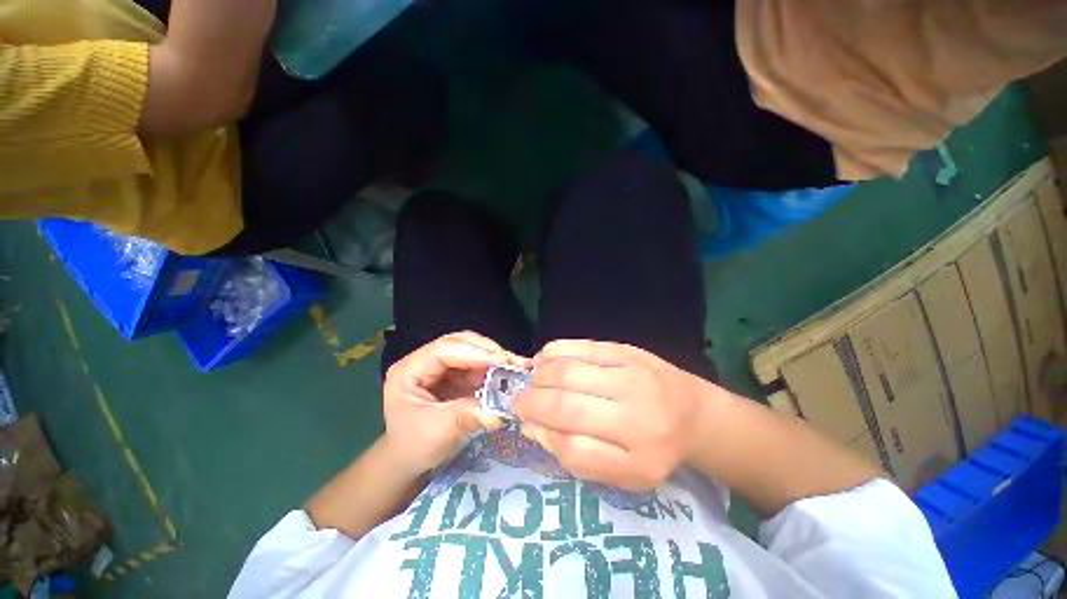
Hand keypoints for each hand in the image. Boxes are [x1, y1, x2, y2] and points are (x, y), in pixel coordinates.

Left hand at [382, 332, 529, 475]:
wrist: (406, 462)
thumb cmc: (413, 447)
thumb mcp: (436, 433)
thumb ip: (466, 417)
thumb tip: (498, 412)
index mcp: (409, 370)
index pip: (445, 349)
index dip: (476, 352)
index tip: (503, 361)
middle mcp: (424, 362)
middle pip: (459, 343)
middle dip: (488, 352)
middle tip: (514, 363)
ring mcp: (439, 368)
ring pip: (470, 351)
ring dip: (493, 359)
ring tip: (514, 368)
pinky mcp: (452, 376)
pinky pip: (475, 366)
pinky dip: (491, 370)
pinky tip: (505, 377)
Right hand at [512, 340, 710, 490]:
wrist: (693, 412)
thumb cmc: (655, 448)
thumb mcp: (624, 474)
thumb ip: (578, 457)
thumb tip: (534, 427)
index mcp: (639, 457)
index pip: (573, 448)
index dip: (542, 434)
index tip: (527, 424)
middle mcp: (636, 415)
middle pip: (566, 406)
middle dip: (530, 402)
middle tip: (518, 400)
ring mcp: (631, 375)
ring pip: (567, 372)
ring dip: (538, 377)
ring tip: (533, 382)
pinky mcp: (626, 350)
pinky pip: (579, 347)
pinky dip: (553, 352)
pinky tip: (544, 361)